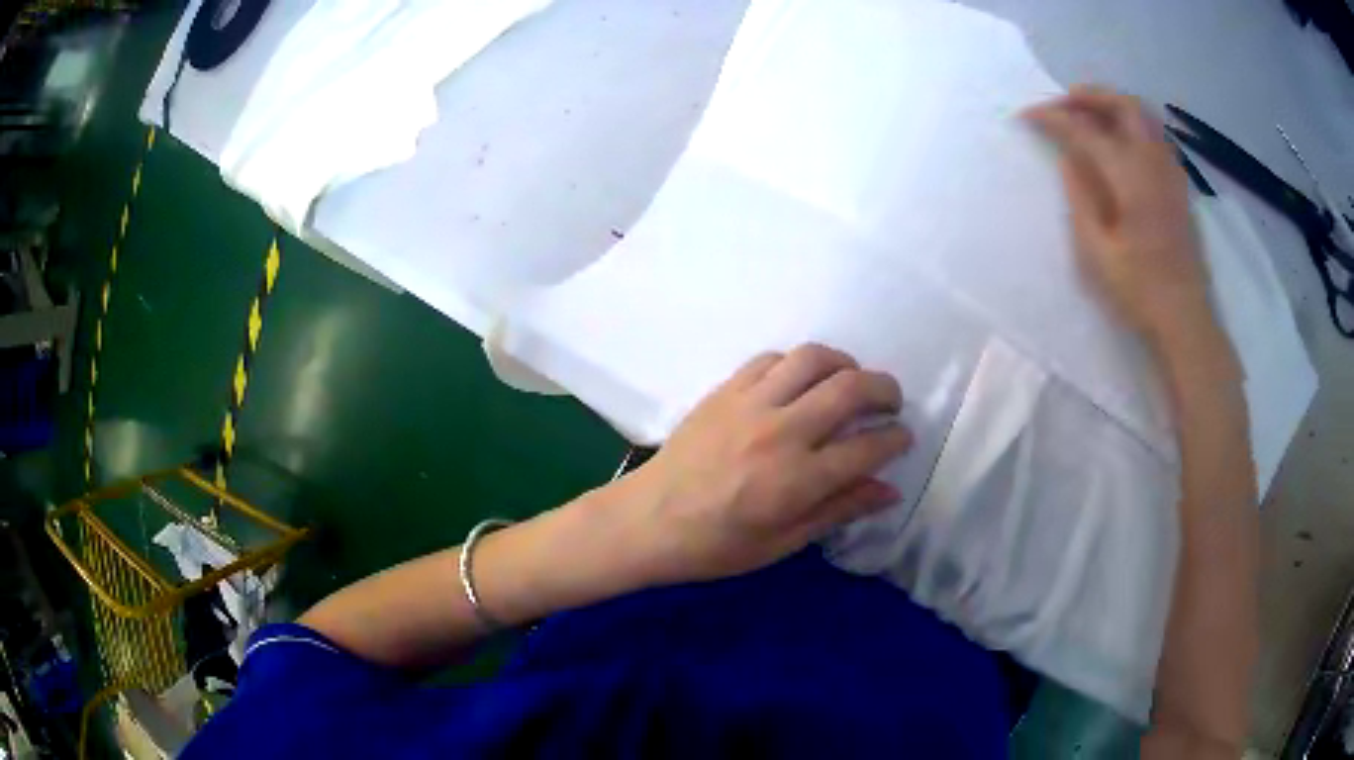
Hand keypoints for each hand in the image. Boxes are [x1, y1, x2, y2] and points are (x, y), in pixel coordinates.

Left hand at [618, 344, 911, 584]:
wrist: (647, 521)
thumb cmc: (715, 545)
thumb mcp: (782, 543)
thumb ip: (838, 510)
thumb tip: (889, 490)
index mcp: (798, 480)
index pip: (868, 447)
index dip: (896, 439)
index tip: (902, 438)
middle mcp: (781, 432)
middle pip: (851, 388)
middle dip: (885, 390)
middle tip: (891, 403)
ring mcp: (750, 403)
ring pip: (813, 358)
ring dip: (844, 363)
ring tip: (851, 381)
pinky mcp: (725, 390)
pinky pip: (771, 359)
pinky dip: (796, 363)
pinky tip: (800, 382)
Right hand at [1024, 86, 1219, 358]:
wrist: (1186, 320)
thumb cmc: (1139, 292)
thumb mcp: (1097, 252)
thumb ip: (1081, 198)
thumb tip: (1068, 159)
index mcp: (1130, 178)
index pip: (1086, 130)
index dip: (1053, 118)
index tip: (1027, 116)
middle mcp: (1154, 163)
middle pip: (1122, 105)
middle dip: (1088, 96)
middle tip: (1062, 104)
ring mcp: (1171, 172)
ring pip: (1143, 115)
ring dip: (1112, 105)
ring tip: (1088, 114)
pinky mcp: (1179, 185)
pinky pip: (1156, 135)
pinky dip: (1132, 124)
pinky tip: (1121, 141)